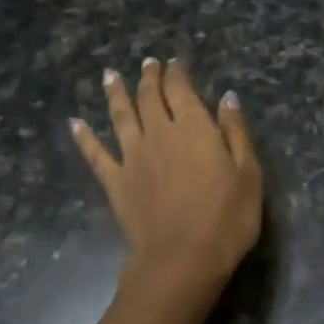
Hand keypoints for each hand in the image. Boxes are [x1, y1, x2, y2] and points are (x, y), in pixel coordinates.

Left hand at [72, 58, 263, 304]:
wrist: (182, 260)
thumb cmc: (226, 219)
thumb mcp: (248, 174)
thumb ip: (235, 132)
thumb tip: (227, 97)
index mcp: (193, 128)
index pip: (181, 90)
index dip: (177, 74)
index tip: (174, 63)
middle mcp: (159, 134)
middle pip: (150, 98)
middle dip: (149, 78)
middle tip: (147, 64)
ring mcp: (133, 157)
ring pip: (120, 116)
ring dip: (115, 94)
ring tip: (110, 75)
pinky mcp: (116, 183)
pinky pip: (96, 155)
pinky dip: (84, 137)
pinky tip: (75, 124)